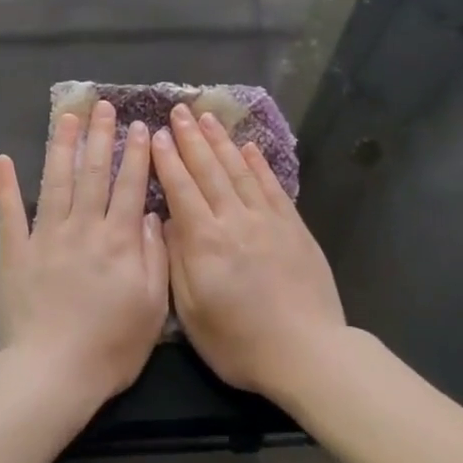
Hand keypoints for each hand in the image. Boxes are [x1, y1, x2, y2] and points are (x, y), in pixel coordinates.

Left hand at [0, 101, 169, 409]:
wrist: (52, 374)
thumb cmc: (110, 347)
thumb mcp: (151, 307)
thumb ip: (154, 257)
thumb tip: (147, 214)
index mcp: (117, 240)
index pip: (129, 186)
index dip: (135, 154)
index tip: (139, 126)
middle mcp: (82, 228)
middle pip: (92, 173)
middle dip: (99, 136)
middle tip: (102, 105)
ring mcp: (45, 237)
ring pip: (56, 182)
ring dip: (61, 146)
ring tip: (66, 117)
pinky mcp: (14, 253)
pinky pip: (9, 213)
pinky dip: (6, 186)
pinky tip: (3, 159)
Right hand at [150, 104, 345, 401]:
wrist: (306, 352)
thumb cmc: (239, 343)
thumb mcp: (193, 312)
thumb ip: (178, 261)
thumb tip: (168, 220)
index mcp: (206, 241)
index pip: (181, 188)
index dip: (167, 159)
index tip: (156, 133)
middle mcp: (235, 220)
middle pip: (210, 170)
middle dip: (191, 138)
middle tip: (179, 110)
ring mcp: (267, 220)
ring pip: (240, 170)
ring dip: (221, 141)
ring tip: (207, 117)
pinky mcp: (293, 226)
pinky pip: (271, 186)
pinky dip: (259, 163)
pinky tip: (248, 147)